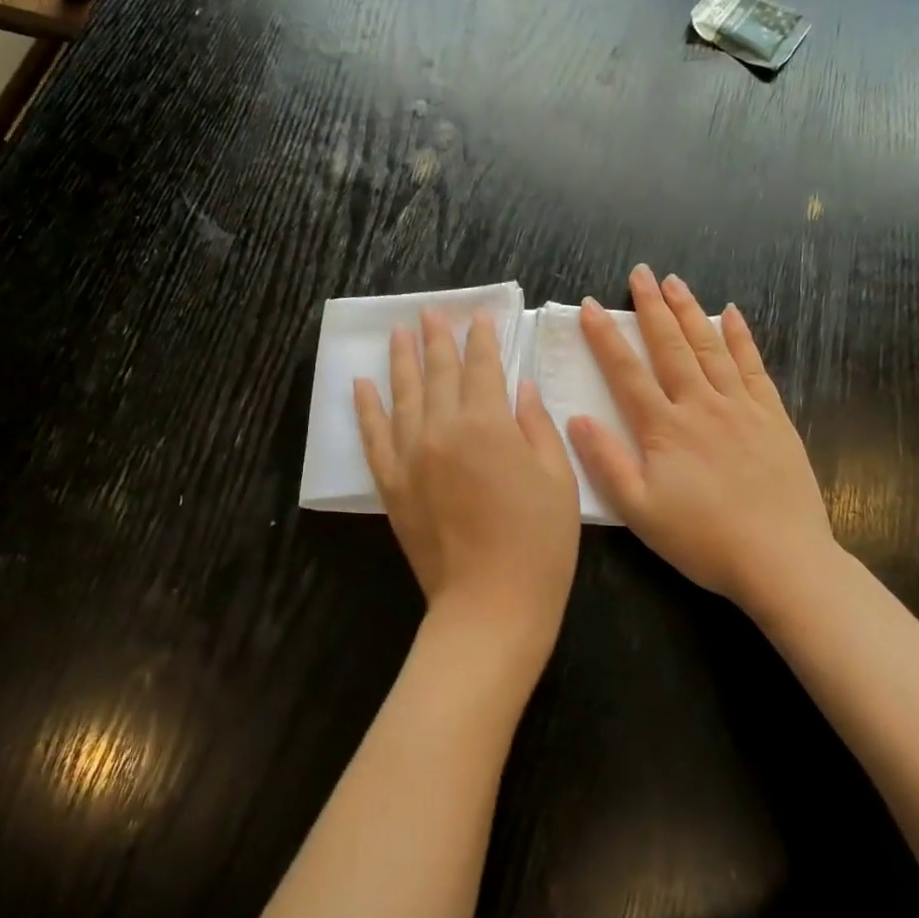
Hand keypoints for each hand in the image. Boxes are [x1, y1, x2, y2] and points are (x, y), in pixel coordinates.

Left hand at [355, 310, 581, 679]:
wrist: (490, 604)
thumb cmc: (539, 543)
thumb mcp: (558, 479)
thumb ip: (537, 425)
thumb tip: (520, 387)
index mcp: (488, 424)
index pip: (482, 368)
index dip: (482, 340)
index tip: (479, 318)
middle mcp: (441, 430)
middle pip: (438, 373)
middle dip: (437, 339)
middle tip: (431, 313)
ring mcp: (409, 456)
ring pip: (402, 395)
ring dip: (401, 361)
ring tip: (398, 334)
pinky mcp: (391, 484)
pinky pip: (373, 436)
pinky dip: (366, 408)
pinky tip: (361, 385)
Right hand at [567, 265, 838, 623]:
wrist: (781, 559)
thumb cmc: (703, 540)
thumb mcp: (639, 511)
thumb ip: (606, 462)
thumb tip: (577, 418)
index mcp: (665, 428)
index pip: (627, 372)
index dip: (605, 337)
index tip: (590, 306)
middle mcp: (701, 405)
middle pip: (671, 346)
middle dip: (652, 307)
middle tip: (640, 273)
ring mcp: (741, 408)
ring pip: (710, 348)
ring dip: (690, 312)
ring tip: (676, 282)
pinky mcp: (772, 417)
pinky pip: (754, 367)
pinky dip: (741, 337)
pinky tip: (732, 315)